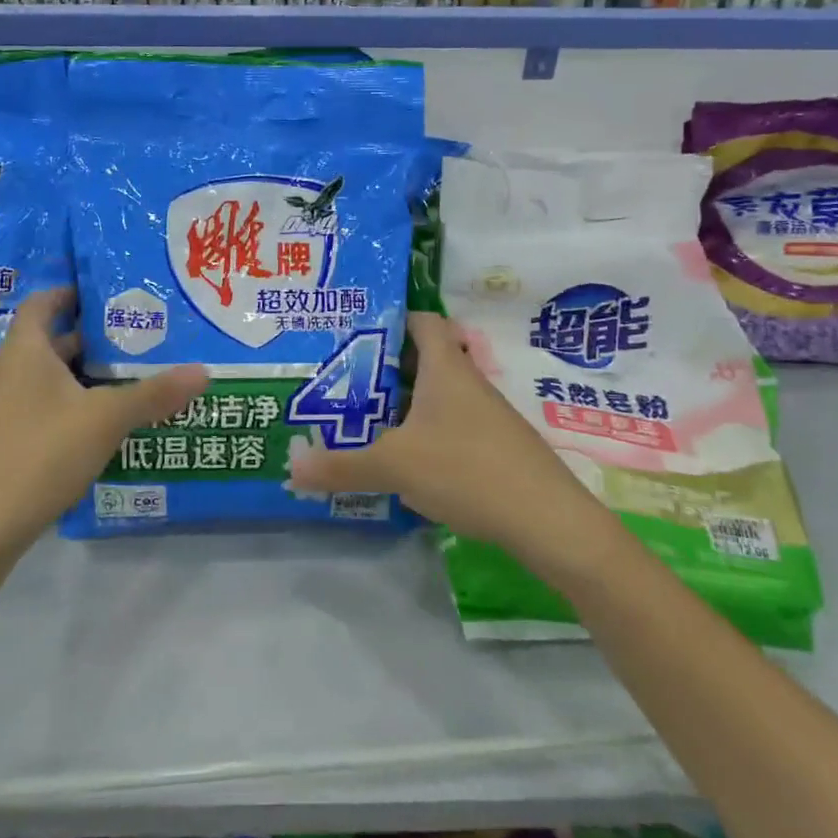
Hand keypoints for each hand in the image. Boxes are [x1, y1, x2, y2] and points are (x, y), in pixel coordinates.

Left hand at [0, 288, 207, 551]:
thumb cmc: (37, 456)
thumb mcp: (105, 420)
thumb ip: (153, 394)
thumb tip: (204, 371)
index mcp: (23, 352)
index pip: (42, 303)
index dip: (70, 293)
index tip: (106, 294)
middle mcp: (5, 375)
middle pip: (48, 344)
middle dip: (90, 341)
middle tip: (134, 341)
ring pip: (44, 383)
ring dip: (80, 380)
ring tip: (125, 384)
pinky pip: (37, 415)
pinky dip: (66, 413)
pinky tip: (96, 434)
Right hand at [289, 312, 612, 573]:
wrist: (547, 519)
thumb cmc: (466, 468)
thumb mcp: (395, 466)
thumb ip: (341, 465)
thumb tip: (291, 465)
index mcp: (446, 367)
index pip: (422, 320)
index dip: (393, 318)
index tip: (358, 330)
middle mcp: (467, 382)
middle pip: (425, 359)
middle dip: (386, 367)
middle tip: (344, 379)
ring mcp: (485, 415)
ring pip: (437, 396)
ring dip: (404, 404)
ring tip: (363, 419)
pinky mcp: (495, 447)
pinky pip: (451, 425)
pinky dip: (425, 433)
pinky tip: (404, 461)